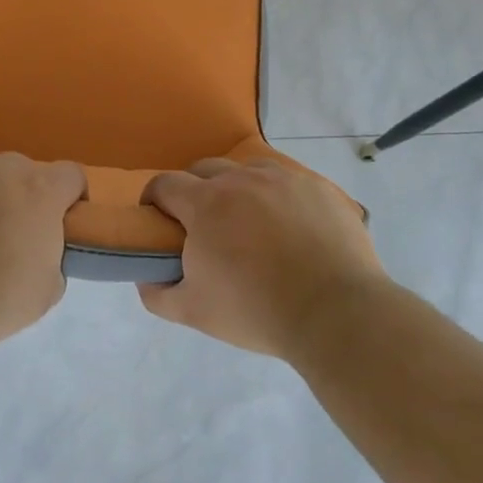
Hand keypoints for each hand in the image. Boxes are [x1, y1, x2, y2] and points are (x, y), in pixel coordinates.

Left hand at [0, 149, 86, 345]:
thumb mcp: (44, 293)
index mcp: (40, 190)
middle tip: (3, 233)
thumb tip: (41, 254)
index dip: (69, 196)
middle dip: (16, 196)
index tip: (61, 219)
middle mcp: (1, 166)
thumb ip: (52, 260)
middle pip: (19, 171)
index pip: (70, 175)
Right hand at [140, 159, 387, 357]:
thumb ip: (157, 292)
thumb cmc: (255, 310)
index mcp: (206, 203)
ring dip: (239, 189)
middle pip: (205, 169)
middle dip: (194, 190)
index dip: (154, 198)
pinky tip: (291, 229)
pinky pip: (290, 183)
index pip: (165, 184)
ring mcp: (286, 179)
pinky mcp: (321, 189)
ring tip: (249, 224)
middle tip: (202, 225)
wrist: (334, 312)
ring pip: (249, 171)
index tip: (156, 218)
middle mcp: (243, 179)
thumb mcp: (192, 311)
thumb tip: (147, 275)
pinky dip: (280, 198)